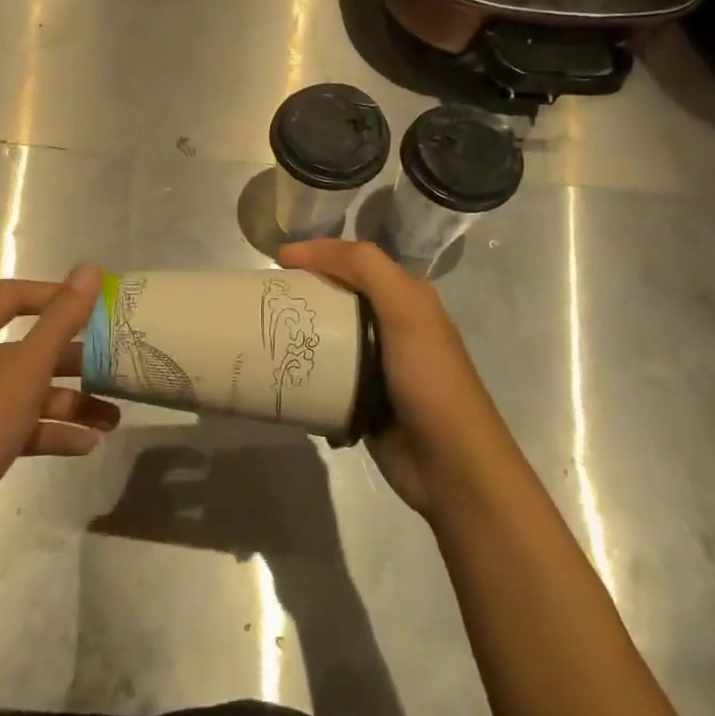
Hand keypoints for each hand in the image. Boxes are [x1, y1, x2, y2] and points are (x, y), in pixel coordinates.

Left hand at [0, 264, 118, 572]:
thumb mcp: (22, 374)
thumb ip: (59, 322)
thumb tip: (89, 270)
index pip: (12, 296)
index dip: (55, 295)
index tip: (97, 307)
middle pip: (26, 347)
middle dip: (73, 359)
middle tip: (115, 364)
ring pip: (27, 391)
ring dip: (69, 401)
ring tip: (113, 417)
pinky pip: (19, 426)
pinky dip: (50, 432)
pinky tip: (87, 445)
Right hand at [278, 240, 519, 520]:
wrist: (450, 465)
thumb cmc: (429, 378)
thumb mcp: (405, 309)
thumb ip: (364, 267)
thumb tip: (300, 250)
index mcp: (408, 297)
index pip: (356, 261)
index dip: (319, 254)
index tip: (277, 261)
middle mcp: (393, 324)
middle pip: (338, 297)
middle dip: (303, 294)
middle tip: (264, 299)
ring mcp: (377, 364)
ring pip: (328, 337)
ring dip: (299, 335)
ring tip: (264, 333)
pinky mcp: (362, 399)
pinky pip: (325, 375)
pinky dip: (304, 372)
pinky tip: (279, 373)